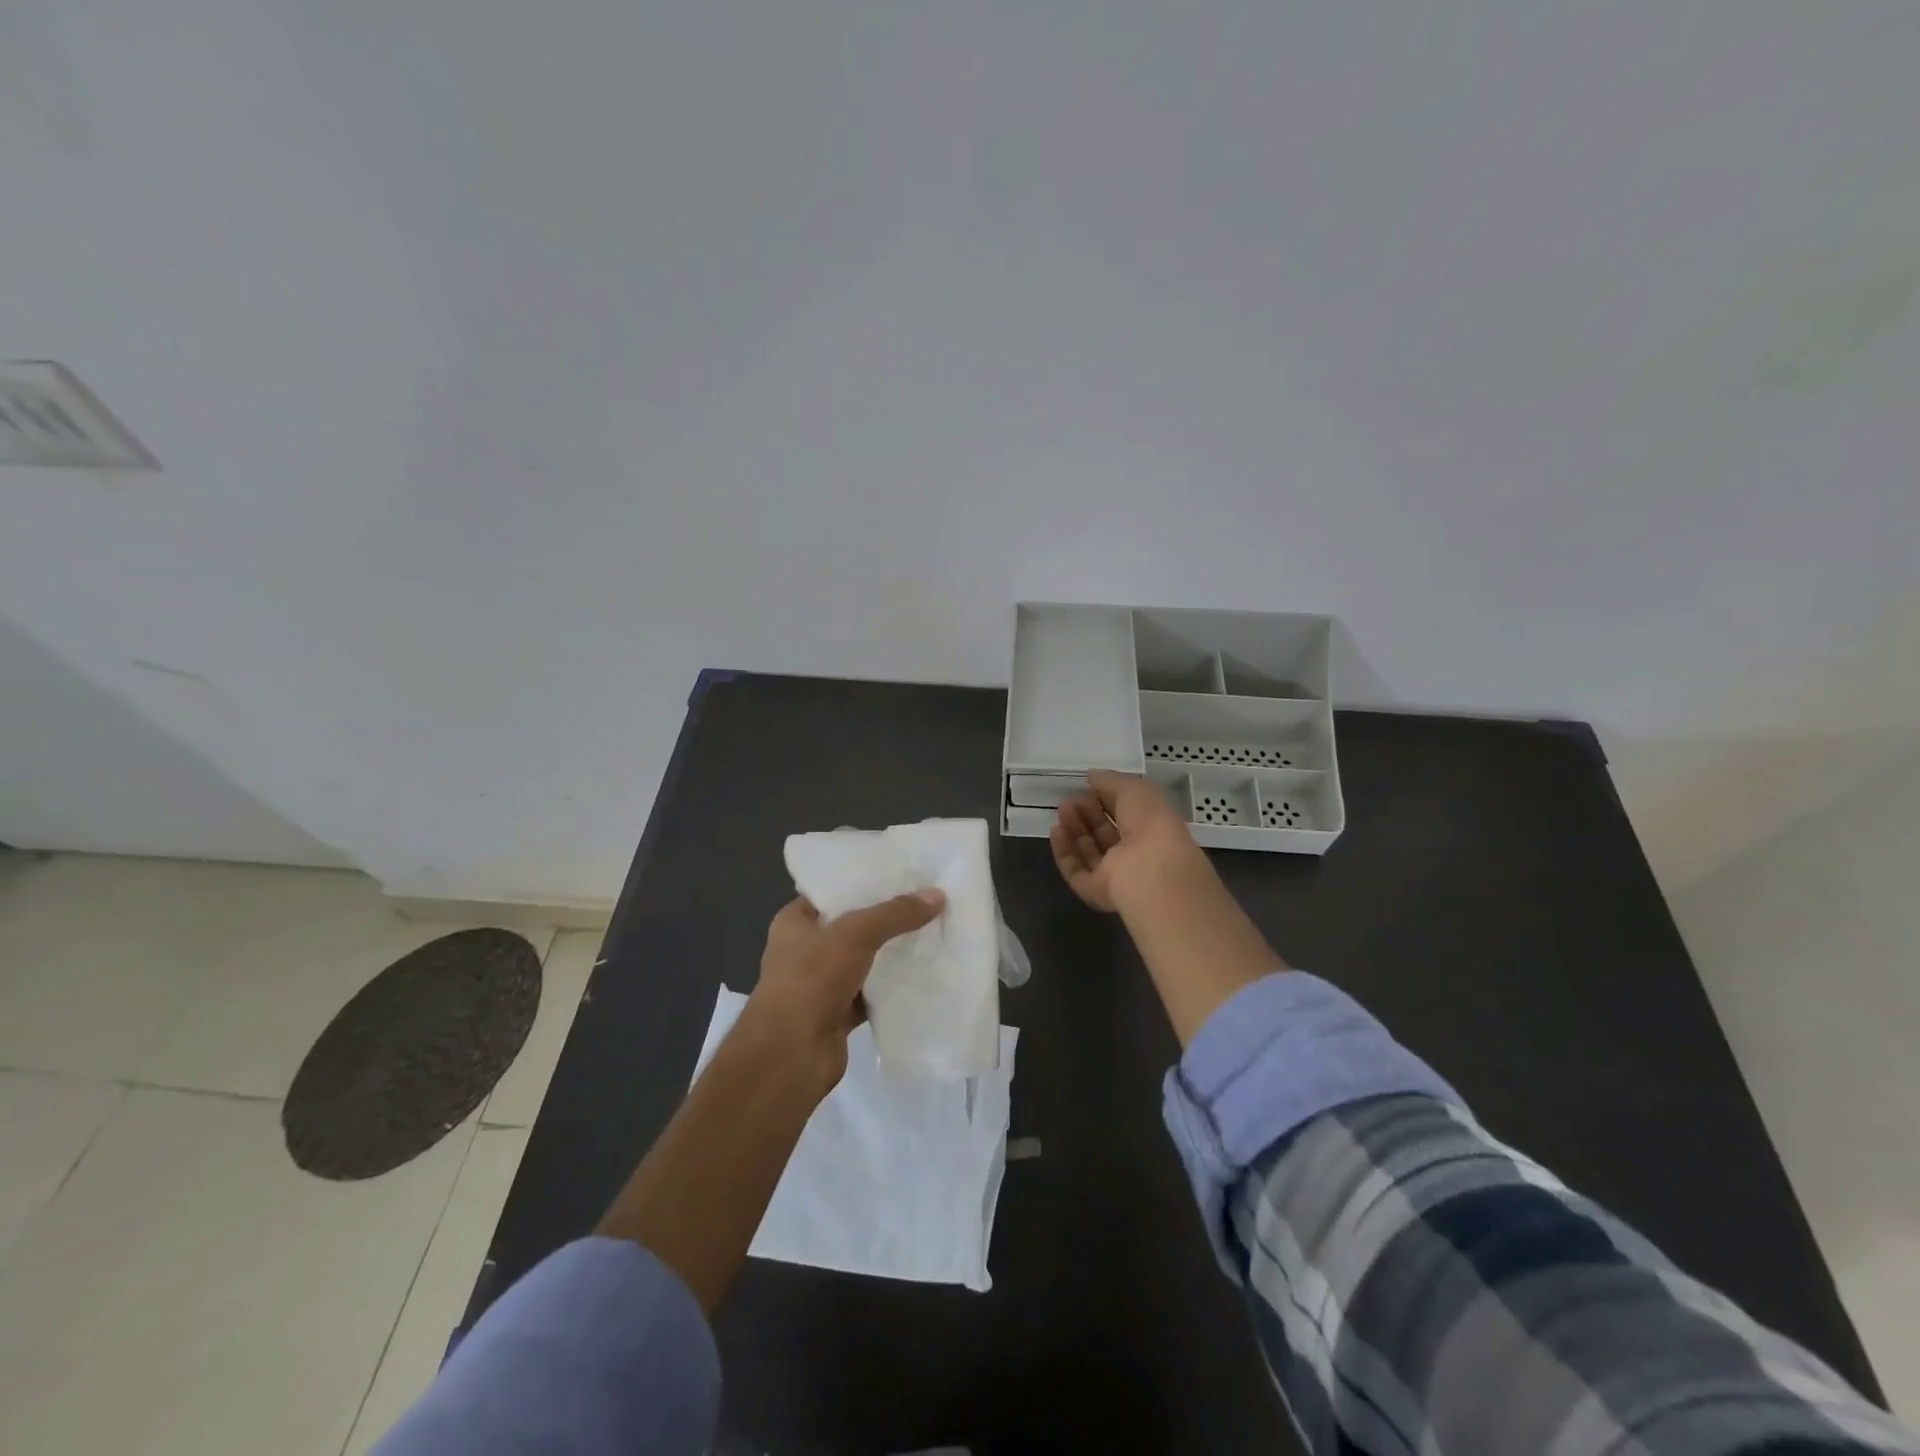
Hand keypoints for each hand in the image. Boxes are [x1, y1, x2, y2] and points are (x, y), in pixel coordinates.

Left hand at [739, 889, 945, 1089]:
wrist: (790, 1056)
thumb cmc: (810, 980)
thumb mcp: (855, 934)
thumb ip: (895, 914)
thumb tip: (937, 895)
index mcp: (795, 922)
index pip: (833, 891)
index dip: (865, 881)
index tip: (903, 872)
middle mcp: (805, 949)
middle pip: (853, 925)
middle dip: (887, 917)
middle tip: (928, 900)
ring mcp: (822, 984)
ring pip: (865, 961)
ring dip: (893, 953)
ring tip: (935, 930)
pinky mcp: (839, 1014)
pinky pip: (872, 993)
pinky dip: (894, 988)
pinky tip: (926, 974)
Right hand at [1051, 769, 1203, 913]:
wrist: (1152, 872)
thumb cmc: (1151, 824)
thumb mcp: (1135, 789)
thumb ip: (1111, 781)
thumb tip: (1092, 776)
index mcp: (1153, 829)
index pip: (1126, 813)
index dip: (1106, 798)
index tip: (1087, 785)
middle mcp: (1136, 853)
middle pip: (1106, 833)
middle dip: (1087, 813)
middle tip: (1069, 798)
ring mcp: (1116, 875)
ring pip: (1090, 851)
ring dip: (1074, 829)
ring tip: (1061, 809)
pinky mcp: (1097, 892)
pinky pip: (1076, 871)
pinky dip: (1065, 852)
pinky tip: (1056, 831)